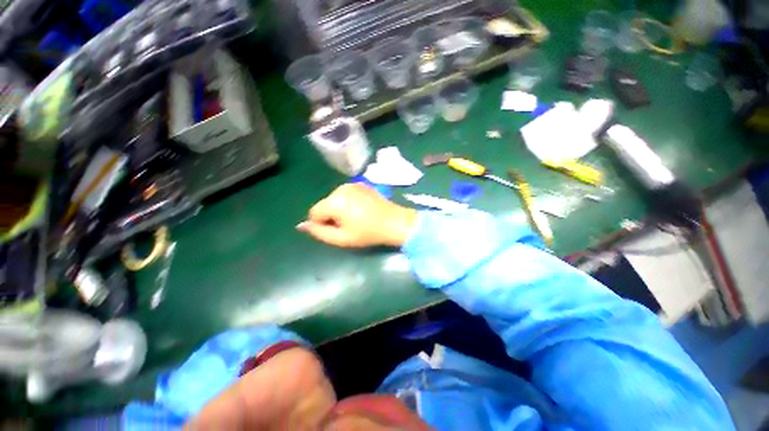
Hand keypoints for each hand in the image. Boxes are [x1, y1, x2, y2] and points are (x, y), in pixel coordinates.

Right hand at [297, 183, 416, 247]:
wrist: (394, 222)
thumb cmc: (368, 233)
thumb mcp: (342, 238)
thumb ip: (319, 232)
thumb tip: (302, 226)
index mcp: (334, 201)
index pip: (314, 213)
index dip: (322, 224)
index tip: (338, 230)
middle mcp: (340, 188)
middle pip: (324, 204)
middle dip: (331, 216)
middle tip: (348, 226)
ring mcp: (352, 184)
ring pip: (334, 199)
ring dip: (339, 209)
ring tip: (356, 218)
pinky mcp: (361, 184)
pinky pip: (345, 195)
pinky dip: (348, 202)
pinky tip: (361, 210)